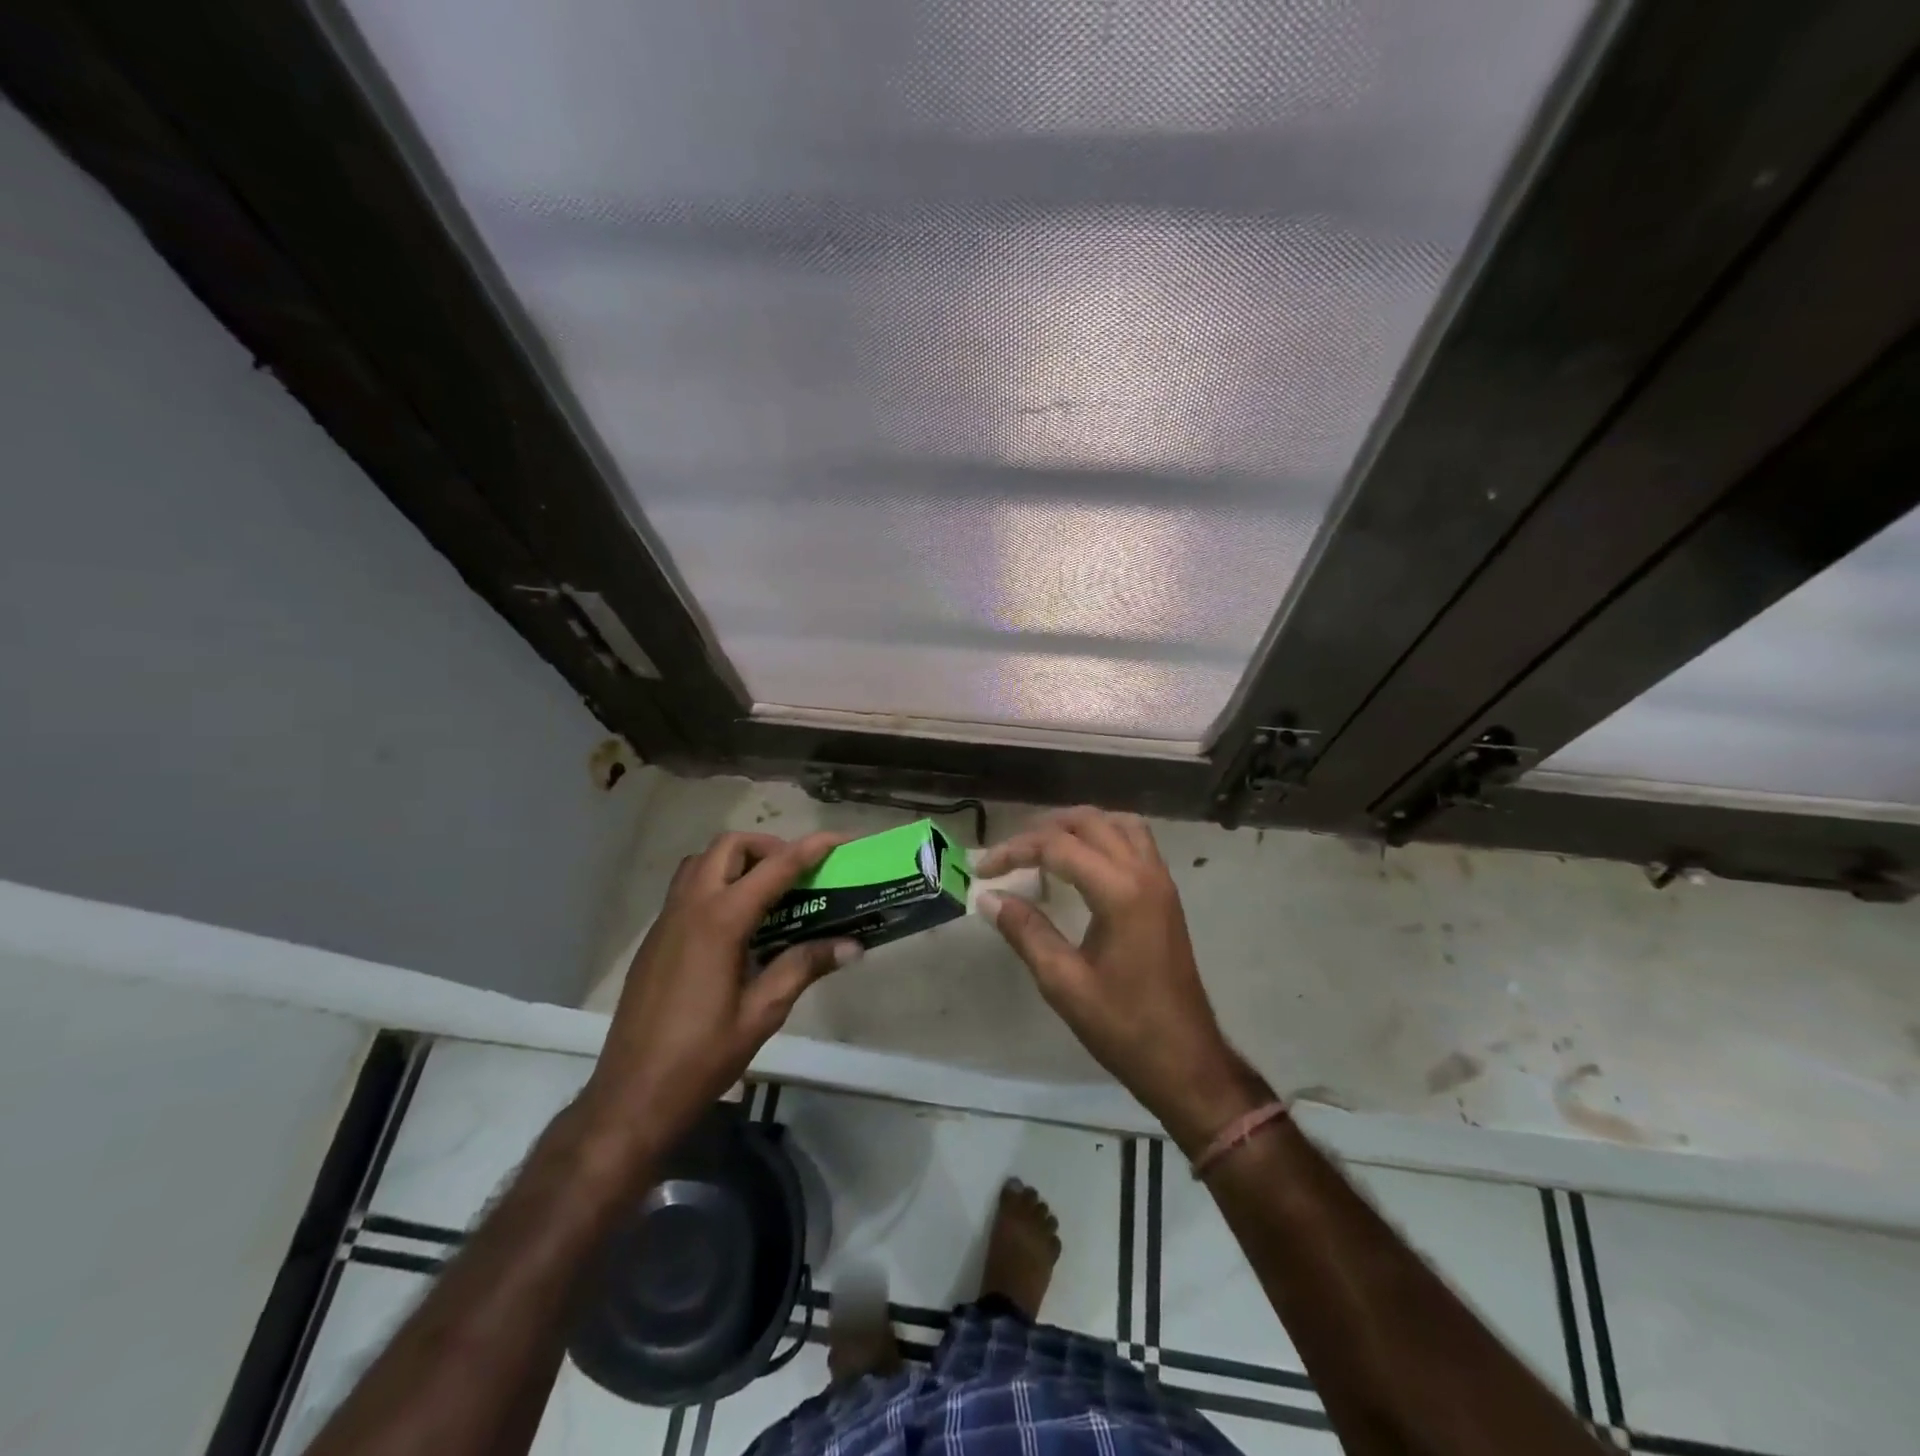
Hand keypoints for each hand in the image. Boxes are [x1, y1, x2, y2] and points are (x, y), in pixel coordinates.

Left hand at [580, 830, 859, 1157]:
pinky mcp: (654, 939)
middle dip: (768, 847)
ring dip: (737, 861)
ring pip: (702, 862)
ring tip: (767, 893)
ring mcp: (666, 921)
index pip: (775, 868)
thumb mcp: (762, 1012)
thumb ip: (804, 967)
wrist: (631, 1096)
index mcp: (720, 921)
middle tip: (797, 874)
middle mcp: (690, 907)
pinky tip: (737, 926)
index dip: (811, 849)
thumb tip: (851, 945)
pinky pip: (687, 888)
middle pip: (729, 847)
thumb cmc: (702, 1057)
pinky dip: (716, 883)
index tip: (841, 840)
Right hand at [974, 808, 1269, 1154]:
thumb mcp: (1063, 982)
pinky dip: (1104, 836)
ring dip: (1079, 825)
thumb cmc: (1123, 1026)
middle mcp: (1144, 873)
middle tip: (1010, 853)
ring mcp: (1160, 881)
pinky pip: (1136, 841)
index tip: (983, 869)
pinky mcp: (1166, 894)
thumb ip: (1025, 931)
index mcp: (1120, 891)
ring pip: (1118, 823)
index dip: (1015, 850)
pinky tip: (1082, 861)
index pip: (1058, 846)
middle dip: (1044, 829)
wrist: (1185, 1060)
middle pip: (1089, 821)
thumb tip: (988, 897)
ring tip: (1044, 847)